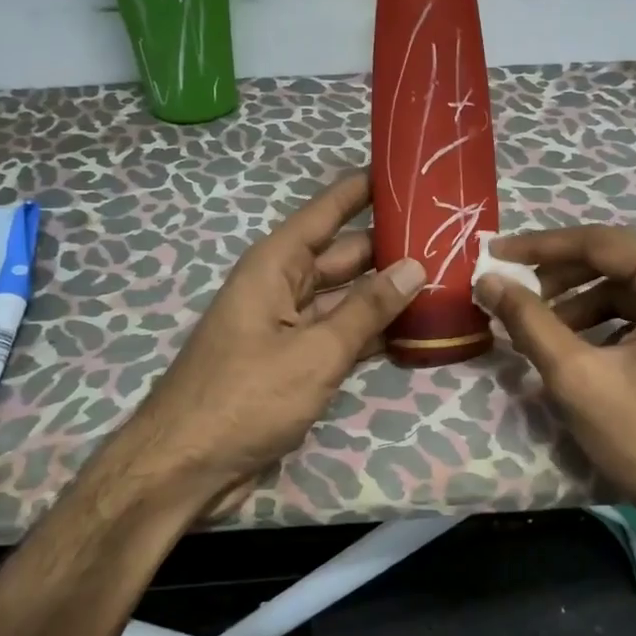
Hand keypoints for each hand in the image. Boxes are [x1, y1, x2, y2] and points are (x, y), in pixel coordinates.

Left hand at [110, 173, 425, 518]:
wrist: (186, 467)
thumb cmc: (246, 397)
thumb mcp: (315, 351)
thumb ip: (367, 310)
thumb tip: (414, 266)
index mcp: (276, 266)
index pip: (327, 212)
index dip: (363, 188)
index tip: (406, 168)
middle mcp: (282, 287)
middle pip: (344, 255)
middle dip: (390, 244)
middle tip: (449, 233)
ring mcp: (288, 327)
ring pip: (346, 298)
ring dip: (387, 292)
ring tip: (446, 276)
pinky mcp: (294, 363)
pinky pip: (340, 335)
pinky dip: (372, 332)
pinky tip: (414, 329)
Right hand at [476, 225, 635, 542]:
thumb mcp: (579, 378)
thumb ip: (530, 321)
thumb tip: (488, 280)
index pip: (602, 242)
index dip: (541, 246)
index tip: (495, 253)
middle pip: (621, 260)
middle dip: (561, 275)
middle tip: (514, 292)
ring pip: (635, 287)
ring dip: (584, 301)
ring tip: (542, 329)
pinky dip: (612, 321)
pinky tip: (581, 346)